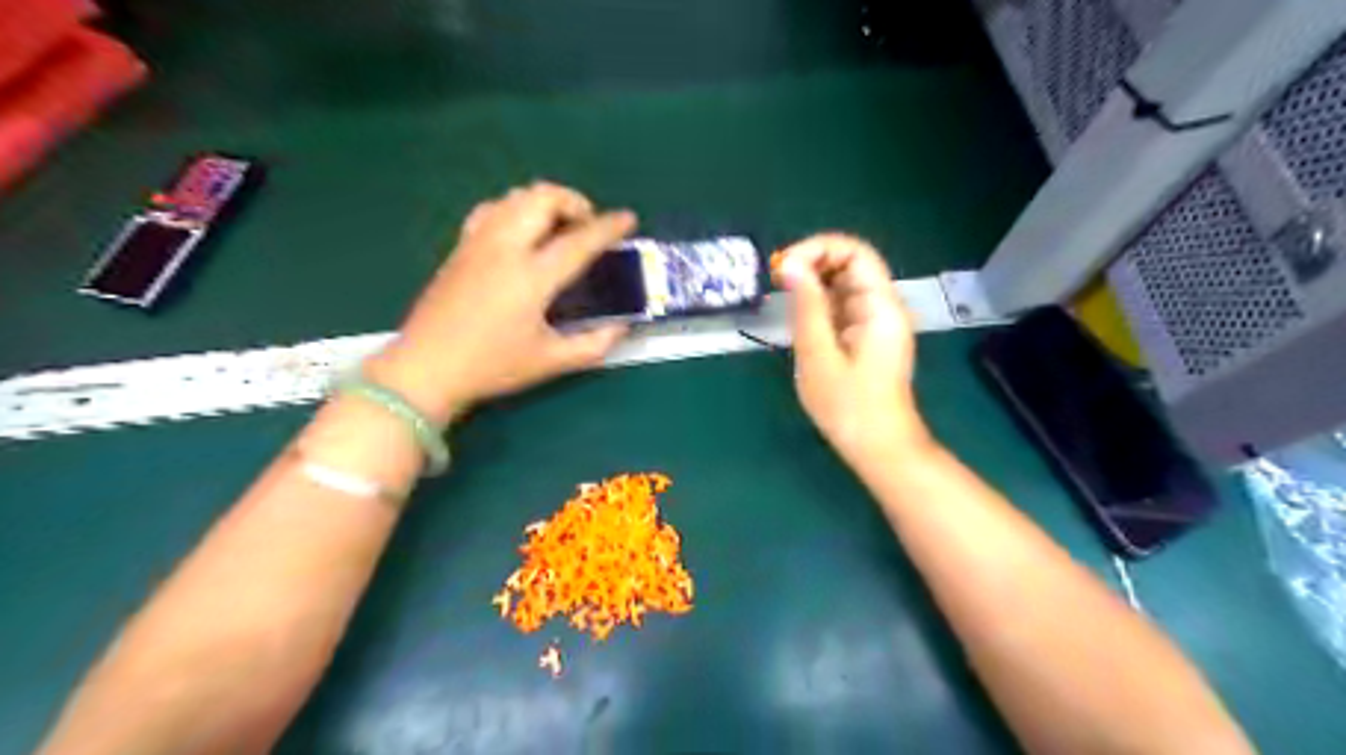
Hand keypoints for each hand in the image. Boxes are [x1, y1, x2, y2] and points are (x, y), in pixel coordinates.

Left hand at [366, 180, 641, 421]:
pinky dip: (516, 208)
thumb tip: (621, 328)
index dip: (608, 227)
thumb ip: (593, 345)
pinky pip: (492, 209)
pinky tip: (521, 231)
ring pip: (515, 197)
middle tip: (588, 224)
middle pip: (542, 198)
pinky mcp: (461, 247)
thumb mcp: (551, 362)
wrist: (427, 367)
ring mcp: (478, 243)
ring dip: (545, 201)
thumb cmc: (492, 366)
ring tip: (558, 225)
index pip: (579, 241)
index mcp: (531, 278)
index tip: (629, 218)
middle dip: (573, 201)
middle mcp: (505, 249)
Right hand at [780, 232, 925, 462]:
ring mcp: (875, 321)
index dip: (819, 248)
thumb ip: (806, 307)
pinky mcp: (865, 335)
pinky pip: (841, 305)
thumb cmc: (849, 407)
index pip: (856, 252)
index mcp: (880, 307)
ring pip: (844, 283)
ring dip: (812, 281)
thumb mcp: (819, 355)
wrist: (878, 447)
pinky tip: (797, 314)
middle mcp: (882, 306)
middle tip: (777, 278)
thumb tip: (791, 265)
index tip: (784, 266)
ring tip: (781, 294)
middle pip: (850, 263)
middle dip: (812, 262)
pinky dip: (817, 302)